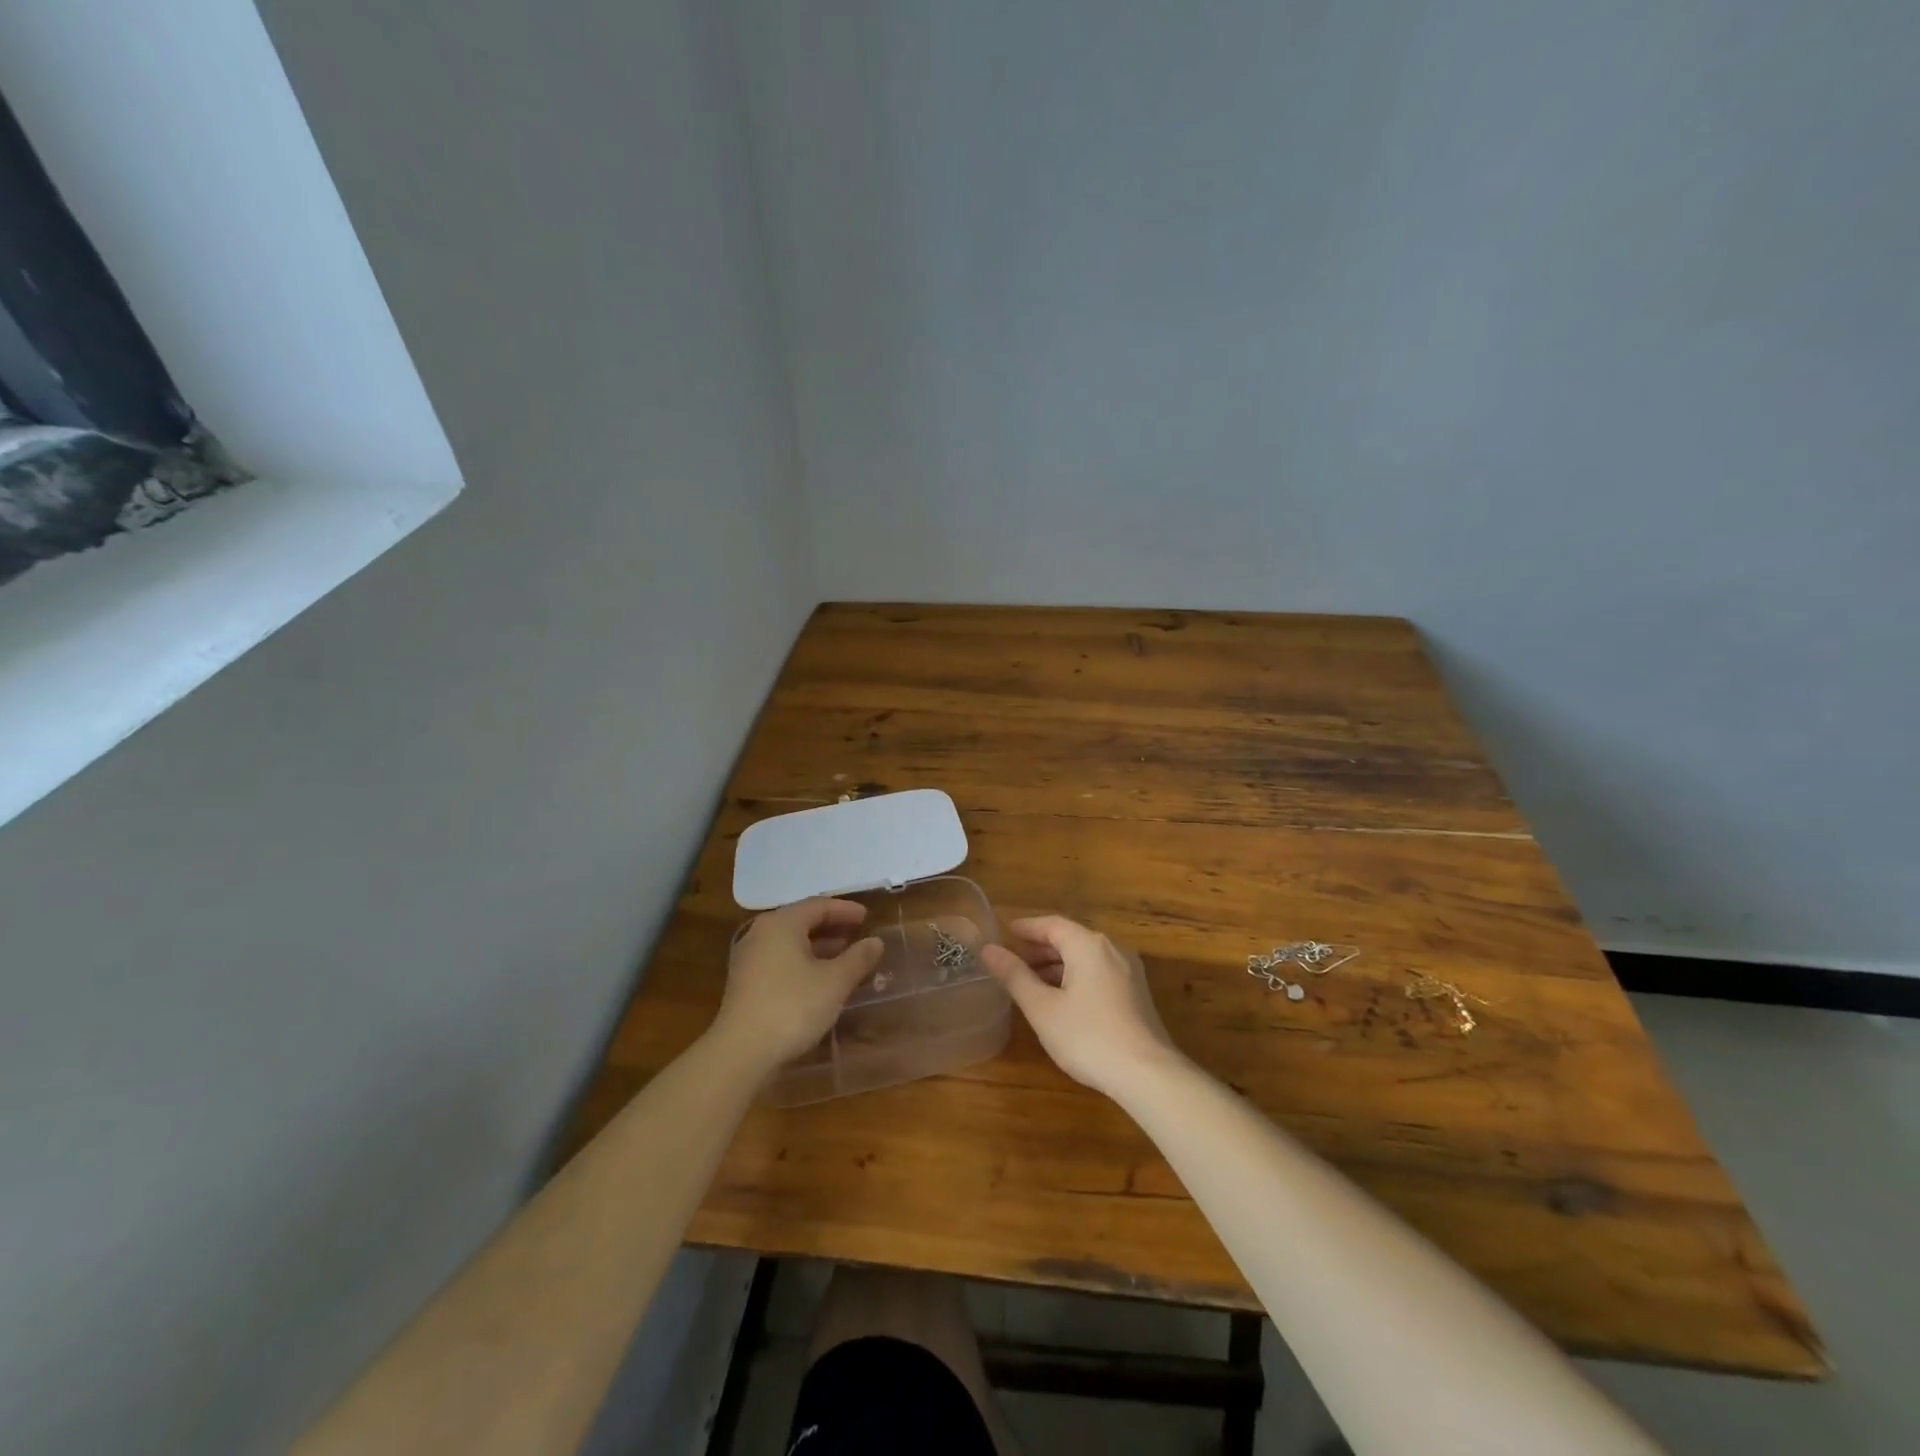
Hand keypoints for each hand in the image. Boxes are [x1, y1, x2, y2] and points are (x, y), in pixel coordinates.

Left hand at [707, 899, 884, 1077]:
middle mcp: (761, 933)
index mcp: (782, 923)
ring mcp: (749, 958)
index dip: (845, 909)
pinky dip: (803, 962)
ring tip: (844, 957)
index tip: (867, 917)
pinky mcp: (744, 983)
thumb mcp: (835, 982)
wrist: (741, 1053)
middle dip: (832, 927)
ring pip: (790, 942)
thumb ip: (858, 958)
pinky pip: (780, 960)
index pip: (818, 905)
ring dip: (818, 947)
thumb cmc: (792, 1007)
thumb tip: (875, 942)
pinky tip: (818, 980)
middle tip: (857, 934)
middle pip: (802, 921)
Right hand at [980, 915, 1184, 1097]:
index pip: (1051, 924)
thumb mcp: (1042, 1008)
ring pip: (1085, 957)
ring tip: (1030, 983)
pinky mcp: (1136, 992)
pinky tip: (1061, 999)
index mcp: (1088, 944)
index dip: (1026, 928)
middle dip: (1039, 949)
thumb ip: (1015, 976)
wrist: (1147, 1074)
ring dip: (1057, 965)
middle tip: (1011, 962)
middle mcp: (1112, 948)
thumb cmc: (1088, 1037)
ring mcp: (1128, 970)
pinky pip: (1099, 972)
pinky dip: (1075, 976)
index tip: (1003, 933)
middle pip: (1070, 939)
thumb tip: (989, 949)